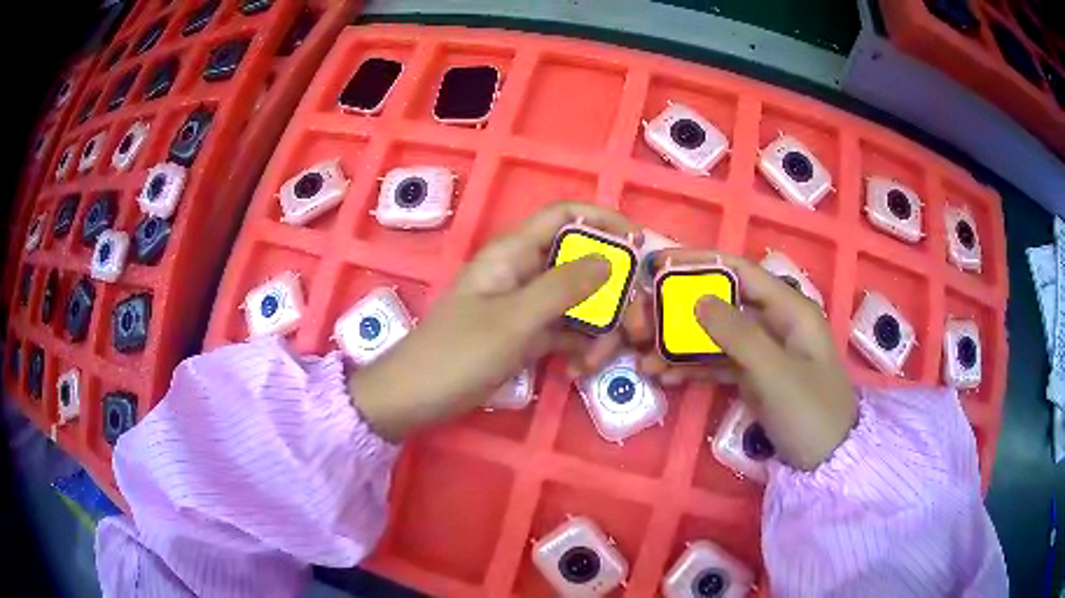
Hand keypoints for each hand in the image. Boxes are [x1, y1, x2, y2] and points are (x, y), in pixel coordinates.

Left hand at [349, 202, 638, 441]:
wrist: (414, 398)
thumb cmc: (457, 354)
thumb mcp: (514, 321)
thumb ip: (563, 287)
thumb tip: (610, 259)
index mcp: (512, 253)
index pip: (565, 215)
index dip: (604, 221)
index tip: (640, 244)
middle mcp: (522, 271)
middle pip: (580, 262)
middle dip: (611, 290)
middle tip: (634, 323)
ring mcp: (524, 305)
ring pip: (576, 300)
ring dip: (597, 326)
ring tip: (598, 360)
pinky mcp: (524, 334)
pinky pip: (563, 329)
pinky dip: (578, 345)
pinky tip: (581, 369)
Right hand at [637, 250, 856, 470]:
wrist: (827, 461)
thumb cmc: (810, 412)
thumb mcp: (775, 373)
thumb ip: (738, 334)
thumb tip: (697, 298)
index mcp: (790, 309)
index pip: (740, 272)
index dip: (699, 263)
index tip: (658, 264)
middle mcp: (775, 323)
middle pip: (722, 304)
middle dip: (680, 312)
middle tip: (641, 323)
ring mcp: (764, 351)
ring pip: (715, 336)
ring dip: (680, 346)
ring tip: (643, 359)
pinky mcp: (754, 376)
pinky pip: (718, 363)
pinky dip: (693, 368)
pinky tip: (665, 377)